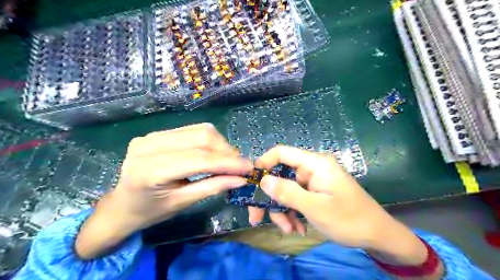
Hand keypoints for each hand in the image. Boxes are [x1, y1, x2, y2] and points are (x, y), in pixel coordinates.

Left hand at [75, 123, 253, 258]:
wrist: (121, 205)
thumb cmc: (150, 211)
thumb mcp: (182, 203)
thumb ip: (212, 187)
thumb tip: (241, 179)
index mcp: (151, 170)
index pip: (199, 159)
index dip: (228, 163)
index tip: (249, 168)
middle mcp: (149, 145)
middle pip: (201, 137)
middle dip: (227, 151)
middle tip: (240, 165)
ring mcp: (151, 135)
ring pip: (199, 130)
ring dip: (220, 144)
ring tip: (229, 160)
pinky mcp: (157, 132)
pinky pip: (192, 130)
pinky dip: (209, 140)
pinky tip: (214, 152)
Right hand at [250, 146, 418, 248]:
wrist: (378, 236)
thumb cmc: (349, 219)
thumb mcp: (315, 208)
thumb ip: (288, 193)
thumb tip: (263, 181)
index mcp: (315, 164)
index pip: (282, 153)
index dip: (264, 163)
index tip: (251, 182)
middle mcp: (312, 169)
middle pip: (281, 176)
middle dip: (271, 198)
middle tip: (257, 218)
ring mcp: (313, 181)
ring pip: (286, 190)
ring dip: (283, 210)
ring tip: (288, 230)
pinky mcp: (315, 192)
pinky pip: (296, 198)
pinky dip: (293, 213)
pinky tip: (297, 228)